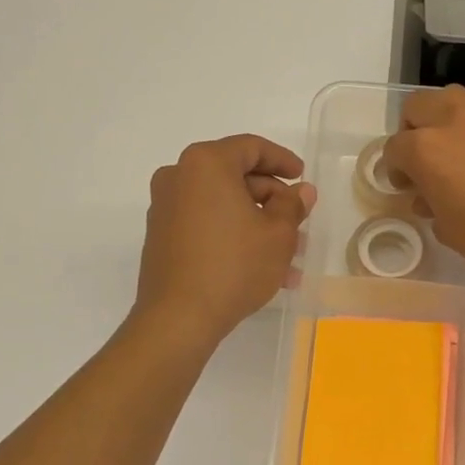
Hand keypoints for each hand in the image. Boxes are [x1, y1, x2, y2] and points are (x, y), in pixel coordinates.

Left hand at [136, 135, 313, 346]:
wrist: (179, 317)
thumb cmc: (234, 266)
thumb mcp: (278, 235)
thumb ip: (292, 205)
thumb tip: (301, 191)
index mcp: (206, 164)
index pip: (251, 148)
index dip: (283, 160)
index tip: (302, 177)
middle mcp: (179, 177)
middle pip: (235, 176)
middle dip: (272, 200)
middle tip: (299, 223)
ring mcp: (165, 207)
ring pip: (223, 205)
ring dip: (257, 224)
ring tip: (288, 257)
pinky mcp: (162, 236)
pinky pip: (206, 224)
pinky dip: (233, 235)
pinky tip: (260, 266)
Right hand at [381, 86, 464, 280]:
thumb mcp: (446, 228)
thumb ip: (430, 205)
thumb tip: (430, 198)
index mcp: (424, 149)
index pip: (394, 148)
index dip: (394, 169)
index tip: (405, 187)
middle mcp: (451, 123)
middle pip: (417, 106)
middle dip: (412, 129)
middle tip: (421, 159)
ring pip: (450, 101)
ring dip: (442, 121)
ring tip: (451, 153)